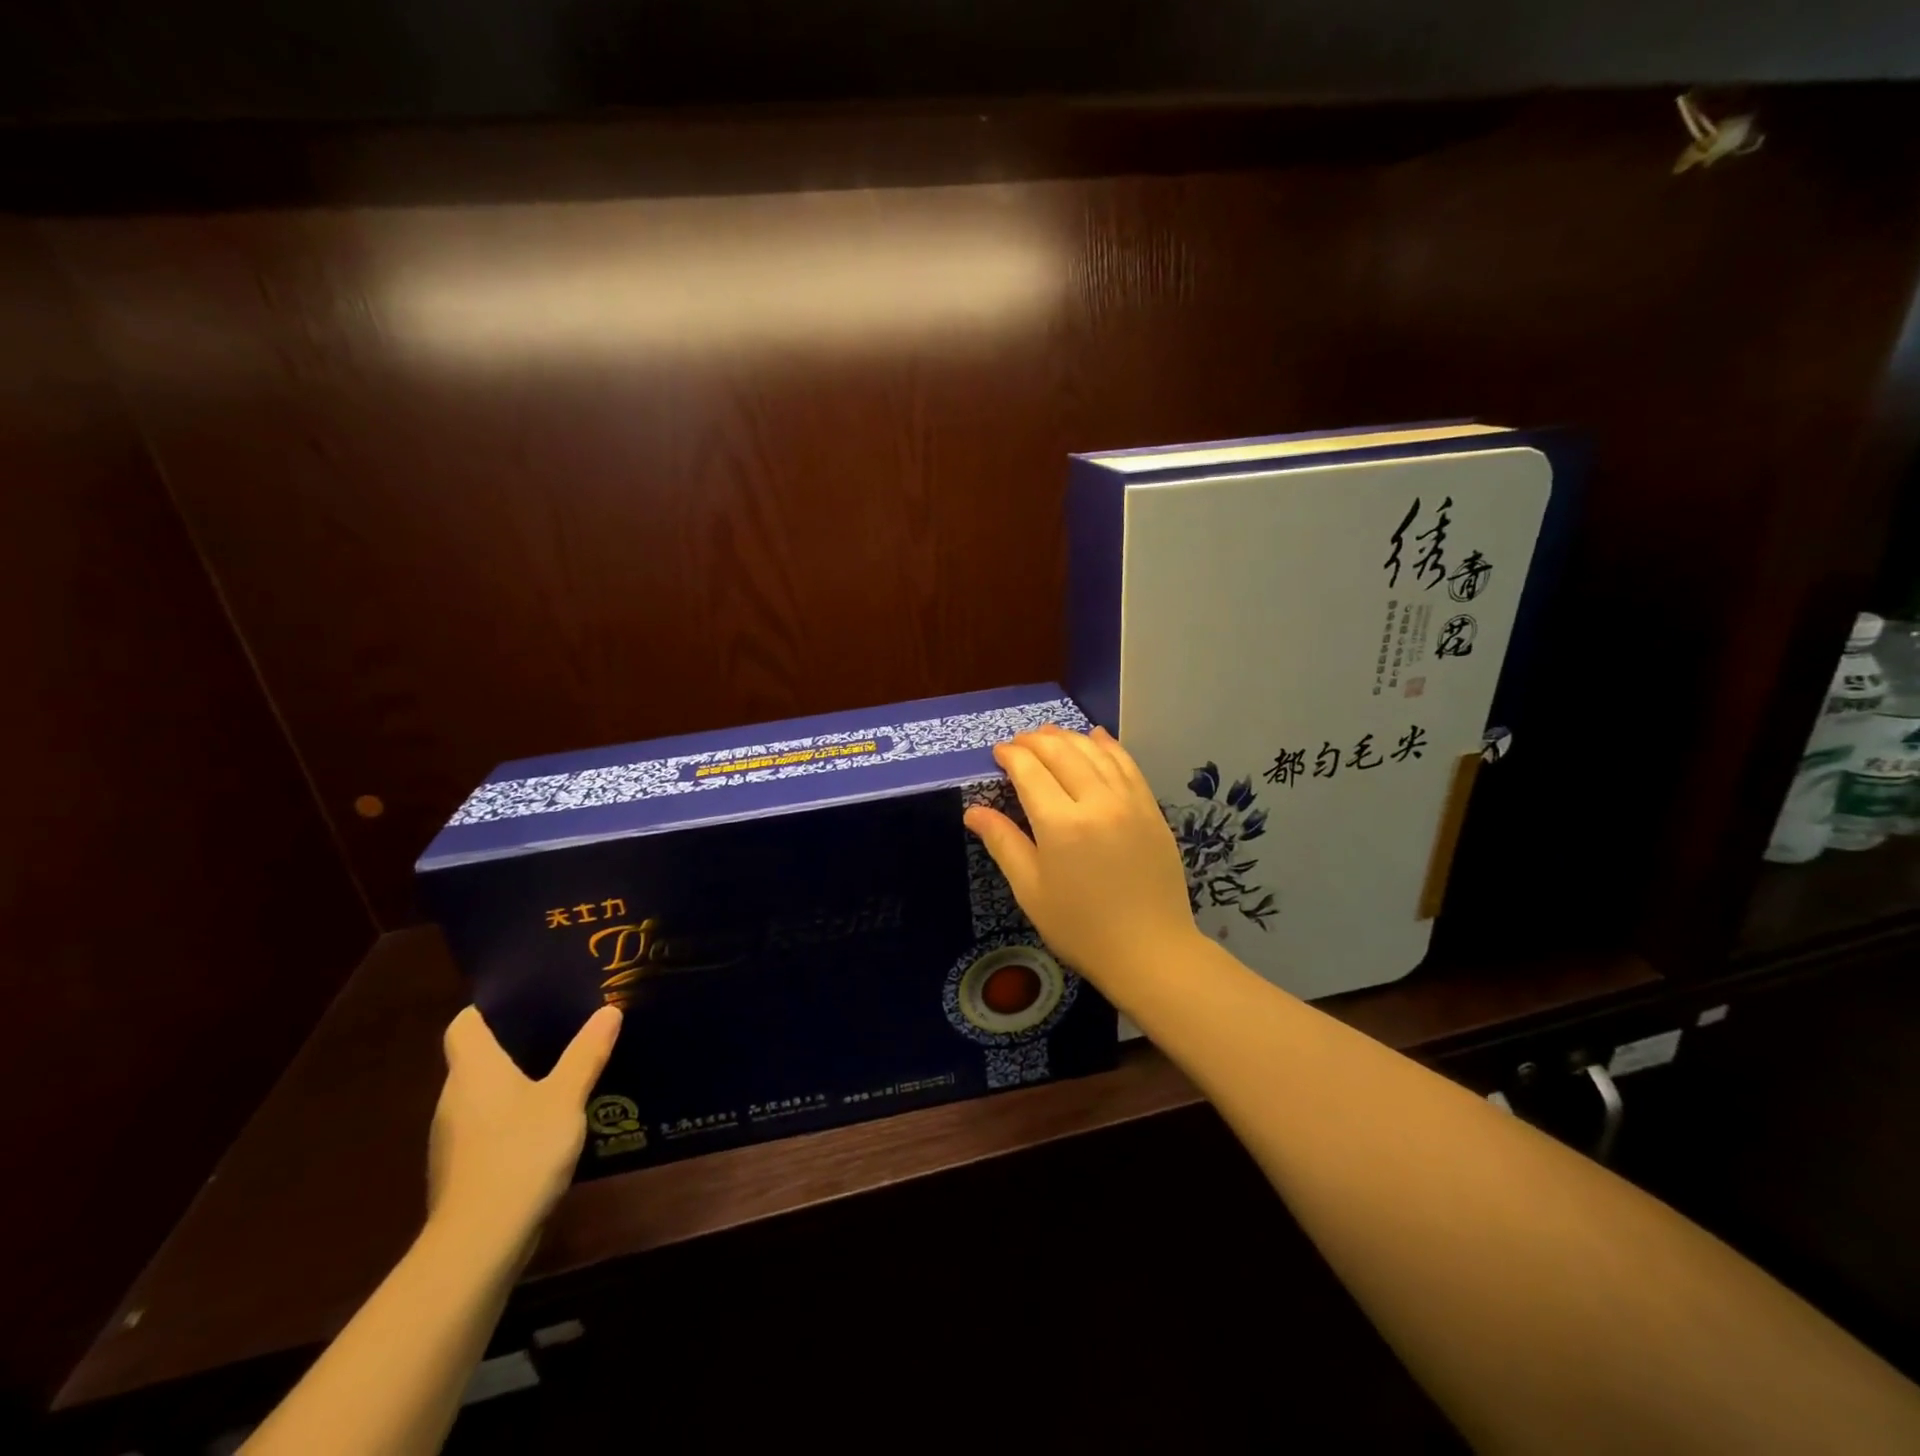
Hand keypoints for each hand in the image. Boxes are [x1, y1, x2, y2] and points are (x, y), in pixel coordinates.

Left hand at [426, 1004, 622, 1251]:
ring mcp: (452, 1137)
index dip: (491, 1008)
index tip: (529, 998)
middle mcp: (453, 1097)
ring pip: (483, 1094)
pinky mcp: (462, 1169)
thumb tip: (608, 1010)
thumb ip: (587, 1053)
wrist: (479, 1243)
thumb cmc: (520, 1152)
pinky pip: (487, 1126)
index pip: (464, 1023)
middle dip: (515, 1043)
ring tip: (562, 1072)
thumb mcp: (566, 1096)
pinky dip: (511, 1118)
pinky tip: (548, 1125)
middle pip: (476, 1057)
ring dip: (514, 1083)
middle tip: (563, 1028)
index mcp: (473, 1069)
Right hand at [964, 724, 1200, 1002]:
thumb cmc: (1080, 927)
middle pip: (1062, 753)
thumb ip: (1003, 842)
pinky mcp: (1151, 809)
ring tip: (1049, 735)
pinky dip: (1108, 745)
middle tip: (1018, 742)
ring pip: (1095, 752)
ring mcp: (1129, 802)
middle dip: (1035, 741)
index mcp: (1060, 825)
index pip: (1030, 771)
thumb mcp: (1031, 890)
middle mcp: (1096, 802)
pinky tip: (1096, 737)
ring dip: (1068, 737)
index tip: (998, 752)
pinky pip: (1127, 764)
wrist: (1150, 950)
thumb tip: (973, 810)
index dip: (1011, 756)